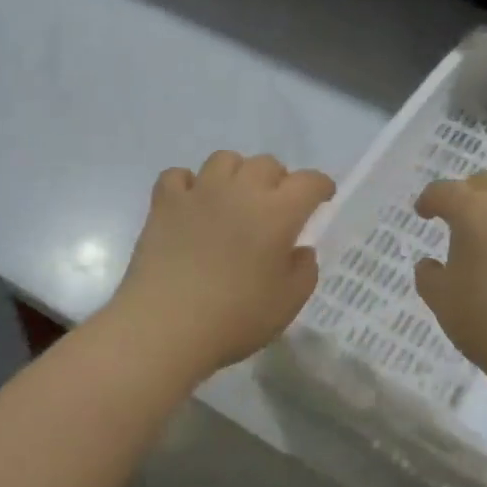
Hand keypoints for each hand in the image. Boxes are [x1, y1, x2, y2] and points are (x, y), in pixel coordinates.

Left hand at [105, 152, 335, 379]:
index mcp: (277, 212)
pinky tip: (191, 204)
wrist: (165, 326)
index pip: (308, 182)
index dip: (320, 186)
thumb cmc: (235, 318)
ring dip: (236, 173)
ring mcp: (199, 192)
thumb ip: (304, 271)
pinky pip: (178, 176)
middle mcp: (240, 191)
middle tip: (275, 206)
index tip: (322, 197)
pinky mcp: (164, 203)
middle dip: (277, 179)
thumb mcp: (287, 303)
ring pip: (223, 160)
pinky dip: (188, 184)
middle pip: (266, 163)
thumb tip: (300, 250)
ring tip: (234, 199)